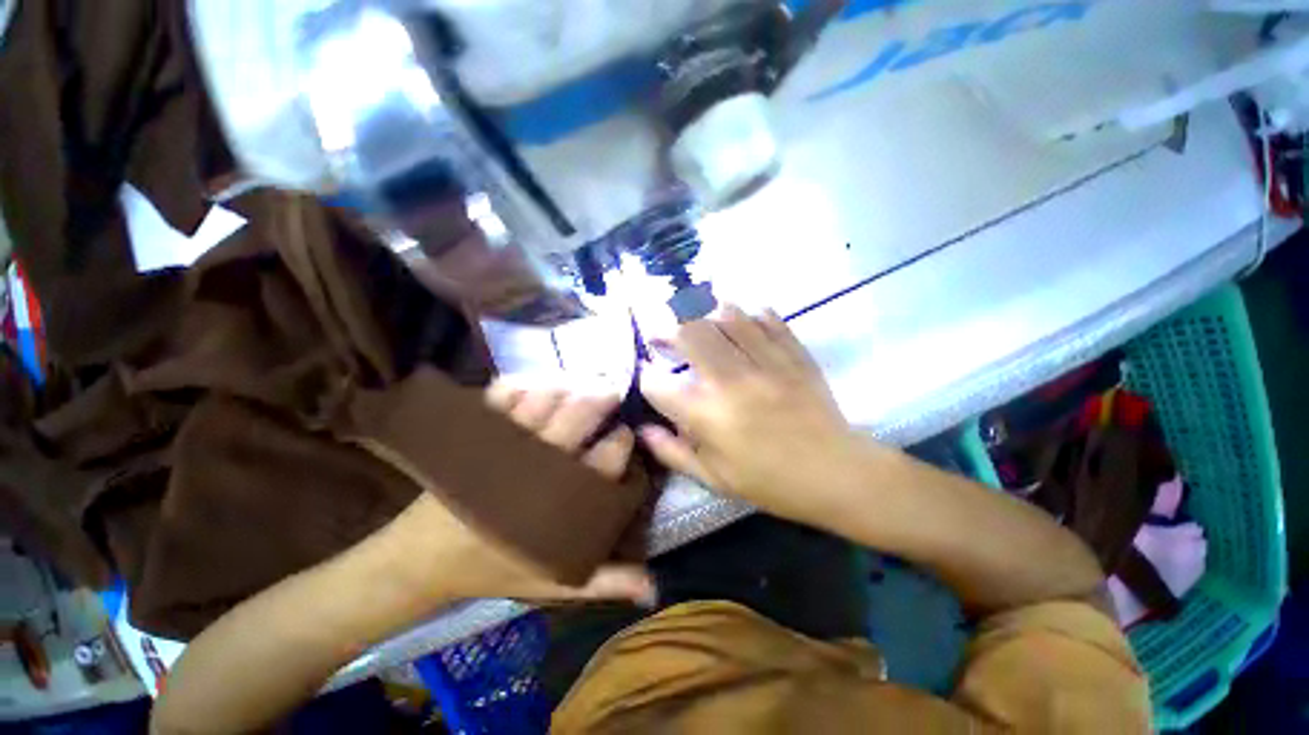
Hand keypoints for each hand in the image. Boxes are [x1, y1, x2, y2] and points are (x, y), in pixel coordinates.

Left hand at [385, 381, 653, 606]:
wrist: (421, 560)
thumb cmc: (493, 566)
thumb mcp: (553, 579)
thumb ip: (604, 580)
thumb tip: (655, 587)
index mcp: (561, 501)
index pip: (606, 460)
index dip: (622, 441)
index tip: (625, 433)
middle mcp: (537, 465)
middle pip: (578, 417)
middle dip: (601, 398)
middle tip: (611, 392)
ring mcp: (504, 444)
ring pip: (544, 399)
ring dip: (567, 386)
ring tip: (580, 384)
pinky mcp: (476, 433)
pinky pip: (501, 396)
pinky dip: (521, 384)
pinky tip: (536, 383)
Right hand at [640, 306, 867, 525]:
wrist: (836, 474)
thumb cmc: (770, 482)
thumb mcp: (715, 479)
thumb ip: (673, 453)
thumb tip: (642, 430)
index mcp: (708, 415)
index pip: (658, 384)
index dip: (646, 378)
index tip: (649, 378)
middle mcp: (731, 380)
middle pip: (689, 333)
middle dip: (668, 330)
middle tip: (664, 336)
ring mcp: (765, 362)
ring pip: (727, 317)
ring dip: (706, 315)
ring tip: (700, 322)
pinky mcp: (794, 354)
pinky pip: (768, 320)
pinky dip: (751, 315)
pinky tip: (744, 319)